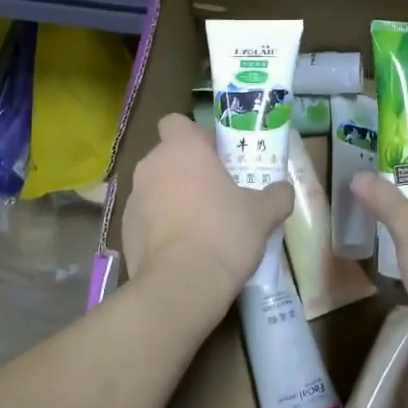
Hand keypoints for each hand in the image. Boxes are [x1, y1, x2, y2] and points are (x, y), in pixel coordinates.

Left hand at [122, 113, 293, 301]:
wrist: (181, 285)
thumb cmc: (224, 233)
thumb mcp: (263, 213)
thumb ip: (276, 195)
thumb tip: (283, 191)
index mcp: (181, 149)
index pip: (176, 122)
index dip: (196, 136)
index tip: (217, 156)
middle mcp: (150, 166)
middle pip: (167, 156)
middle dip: (188, 170)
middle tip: (217, 192)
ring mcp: (132, 199)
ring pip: (156, 188)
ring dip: (174, 198)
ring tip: (201, 225)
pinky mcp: (124, 231)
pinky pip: (147, 218)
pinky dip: (162, 226)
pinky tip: (183, 249)